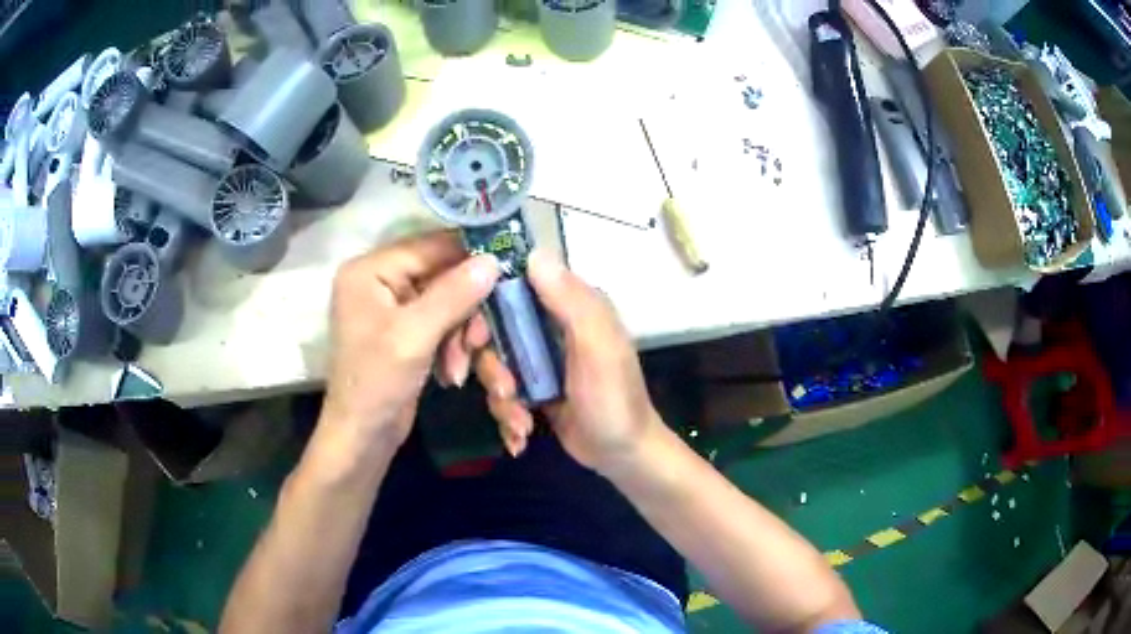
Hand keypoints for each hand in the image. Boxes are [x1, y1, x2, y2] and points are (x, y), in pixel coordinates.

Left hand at [321, 232, 499, 453]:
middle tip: (481, 338)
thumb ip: (454, 294)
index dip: (468, 256)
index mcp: (370, 270)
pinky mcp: (404, 332)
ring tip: (461, 366)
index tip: (507, 268)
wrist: (362, 436)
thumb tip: (493, 259)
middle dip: (465, 310)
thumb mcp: (415, 335)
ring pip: (446, 303)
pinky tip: (453, 373)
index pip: (429, 246)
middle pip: (440, 276)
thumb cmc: (377, 382)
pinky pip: (440, 324)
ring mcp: (391, 308)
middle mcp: (379, 281)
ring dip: (461, 334)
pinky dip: (451, 346)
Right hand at [473, 249, 661, 473]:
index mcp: (570, 305)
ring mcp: (539, 359)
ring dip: (502, 400)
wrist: (621, 455)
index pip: (513, 286)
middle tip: (505, 392)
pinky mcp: (532, 388)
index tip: (477, 341)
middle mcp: (550, 325)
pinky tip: (521, 436)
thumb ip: (571, 302)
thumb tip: (534, 255)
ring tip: (522, 424)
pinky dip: (507, 416)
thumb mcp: (598, 348)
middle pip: (493, 330)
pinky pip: (501, 392)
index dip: (485, 308)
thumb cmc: (614, 399)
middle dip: (492, 367)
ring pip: (493, 365)